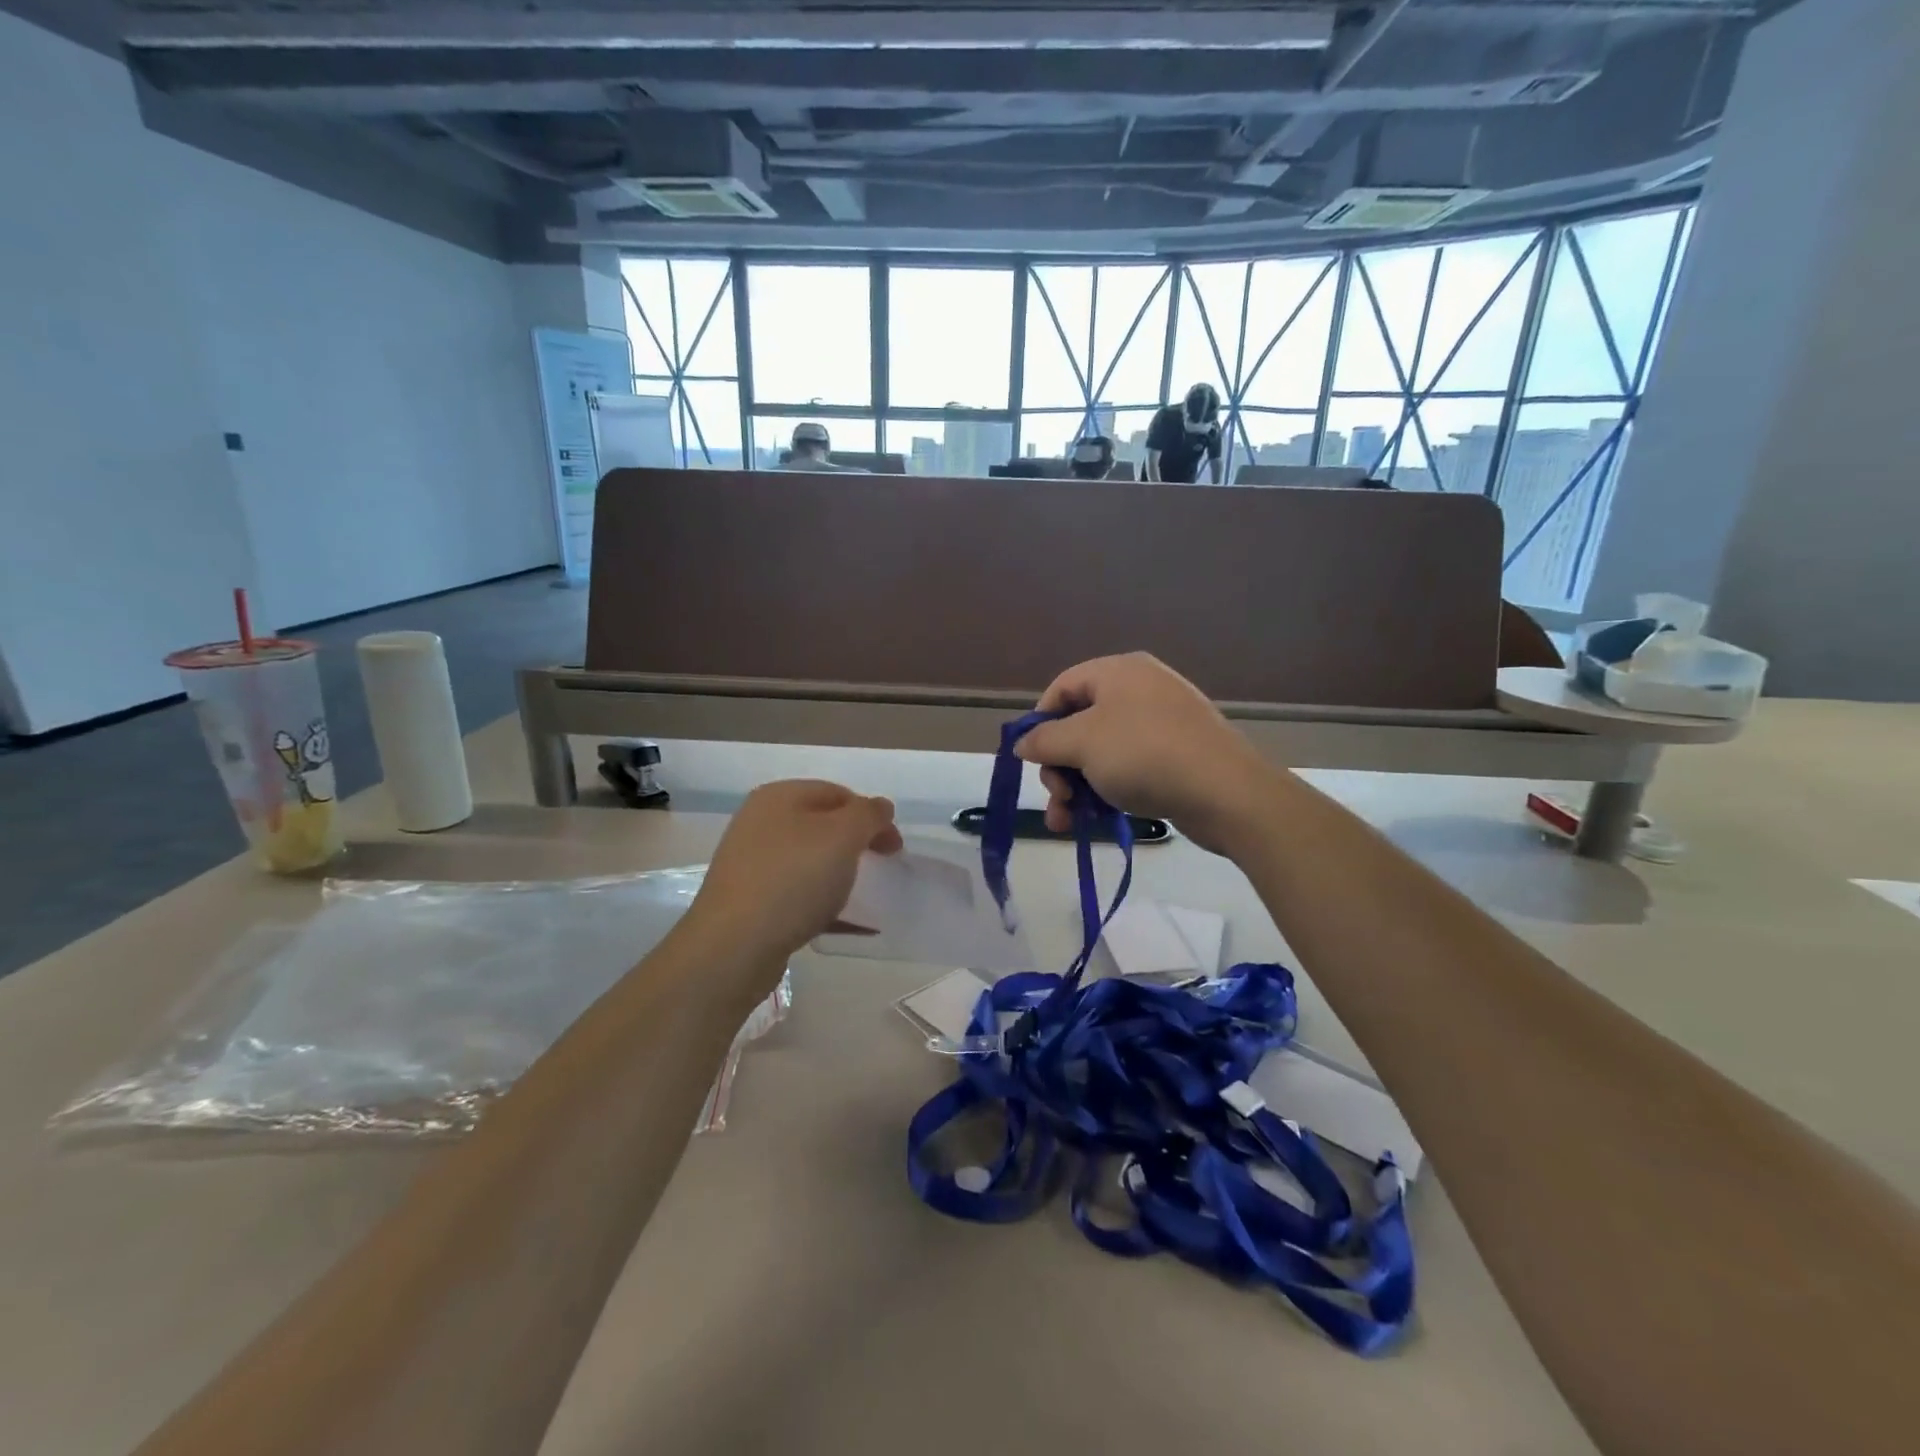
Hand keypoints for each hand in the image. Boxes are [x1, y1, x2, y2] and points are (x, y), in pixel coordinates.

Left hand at [688, 780, 902, 965]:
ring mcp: (753, 863)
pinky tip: (848, 925)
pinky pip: (799, 895)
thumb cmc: (793, 879)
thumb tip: (880, 807)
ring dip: (841, 875)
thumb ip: (868, 815)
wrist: (734, 946)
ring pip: (810, 861)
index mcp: (780, 797)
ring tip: (864, 897)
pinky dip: (825, 904)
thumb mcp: (842, 836)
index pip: (838, 793)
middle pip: (823, 826)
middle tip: (881, 867)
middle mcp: (761, 823)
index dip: (872, 815)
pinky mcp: (752, 901)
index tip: (895, 847)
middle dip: (857, 845)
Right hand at [1014, 653, 1273, 856]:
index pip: (1062, 688)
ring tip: (1066, 822)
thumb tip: (1022, 742)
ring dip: (1077, 786)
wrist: (1226, 792)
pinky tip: (1097, 819)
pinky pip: (1129, 766)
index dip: (1040, 723)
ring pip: (1102, 752)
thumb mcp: (1082, 744)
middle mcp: (1140, 688)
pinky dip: (1108, 789)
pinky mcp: (1178, 754)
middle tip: (1056, 797)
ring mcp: (1162, 722)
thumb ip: (1044, 740)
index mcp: (1118, 671)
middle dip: (1059, 765)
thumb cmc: (1144, 755)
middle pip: (1080, 723)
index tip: (1032, 760)